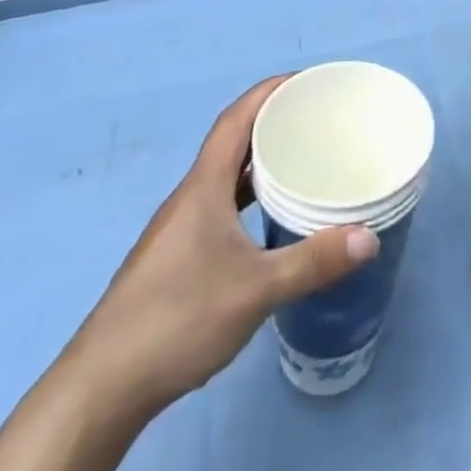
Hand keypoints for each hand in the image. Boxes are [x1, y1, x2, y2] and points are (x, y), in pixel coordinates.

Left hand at [63, 76, 379, 420]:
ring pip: (225, 177)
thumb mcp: (255, 291)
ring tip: (301, 161)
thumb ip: (312, 262)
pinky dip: (248, 196)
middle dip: (272, 122)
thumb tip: (369, 239)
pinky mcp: (176, 257)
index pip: (235, 119)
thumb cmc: (177, 320)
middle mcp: (189, 197)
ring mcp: (179, 228)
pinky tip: (269, 219)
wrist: (100, 389)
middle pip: (232, 142)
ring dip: (259, 161)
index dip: (268, 92)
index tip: (305, 81)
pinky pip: (220, 205)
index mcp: (203, 187)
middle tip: (317, 120)